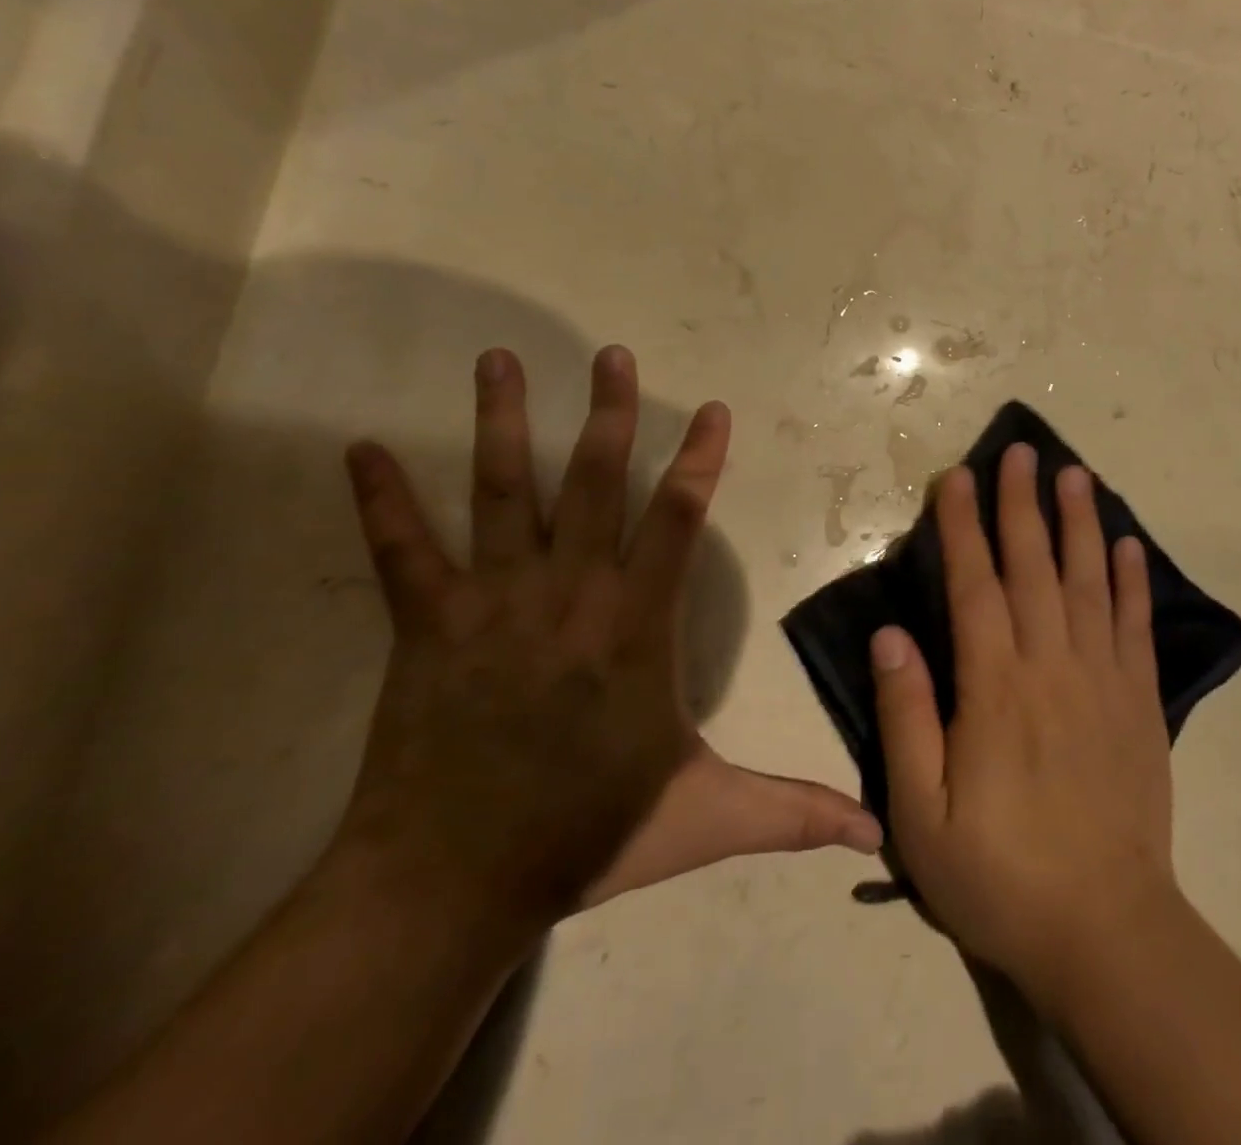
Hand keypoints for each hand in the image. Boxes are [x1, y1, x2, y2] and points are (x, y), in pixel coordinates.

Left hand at [332, 346, 879, 940]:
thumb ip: (793, 813)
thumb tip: (877, 832)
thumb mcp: (706, 818)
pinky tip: (363, 450)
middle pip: (594, 483)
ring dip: (503, 423)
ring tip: (499, 360)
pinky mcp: (427, 625)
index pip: (679, 522)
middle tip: (612, 355)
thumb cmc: (587, 835)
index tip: (714, 410)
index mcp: (636, 627)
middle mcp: (570, 594)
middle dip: (610, 415)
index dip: (701, 461)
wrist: (450, 885)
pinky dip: (382, 501)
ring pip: (502, 493)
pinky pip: (402, 552)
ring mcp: (493, 602)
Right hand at [870, 446, 1178, 998]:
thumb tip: (890, 634)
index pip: (975, 586)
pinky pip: (1136, 628)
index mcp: (994, 689)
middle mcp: (1051, 667)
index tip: (957, 478)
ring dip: (1080, 524)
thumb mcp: (920, 814)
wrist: (1105, 932)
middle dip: (1021, 504)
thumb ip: (905, 717)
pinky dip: (1132, 582)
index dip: (963, 528)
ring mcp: (1103, 681)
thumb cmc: (998, 875)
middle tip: (1020, 451)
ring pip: (1089, 583)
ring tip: (1075, 474)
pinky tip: (1128, 546)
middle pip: (1034, 568)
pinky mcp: (1140, 704)